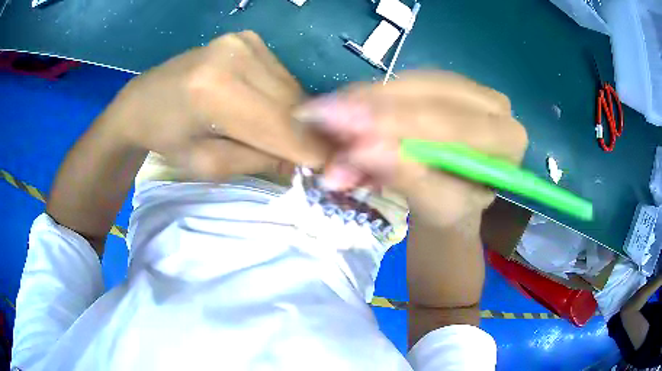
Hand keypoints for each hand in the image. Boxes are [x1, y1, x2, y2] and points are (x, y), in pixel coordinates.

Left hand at [106, 31, 326, 180]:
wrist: (143, 100)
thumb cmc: (167, 139)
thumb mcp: (210, 165)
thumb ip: (260, 159)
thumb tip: (303, 158)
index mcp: (215, 91)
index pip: (282, 126)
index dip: (311, 151)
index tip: (331, 171)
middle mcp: (236, 56)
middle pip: (293, 104)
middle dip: (306, 135)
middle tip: (309, 157)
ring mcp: (245, 42)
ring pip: (292, 89)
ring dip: (294, 117)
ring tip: (281, 134)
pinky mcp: (249, 39)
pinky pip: (282, 77)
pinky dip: (282, 99)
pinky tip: (266, 109)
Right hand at [295, 72, 527, 225]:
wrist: (452, 196)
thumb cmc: (451, 209)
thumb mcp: (434, 205)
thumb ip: (406, 177)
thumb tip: (361, 149)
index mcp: (507, 139)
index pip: (453, 124)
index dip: (398, 123)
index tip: (346, 127)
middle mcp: (493, 105)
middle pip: (429, 93)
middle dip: (373, 107)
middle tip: (322, 116)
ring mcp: (467, 88)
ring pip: (410, 83)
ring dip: (364, 102)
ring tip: (325, 119)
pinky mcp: (440, 83)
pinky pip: (401, 83)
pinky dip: (368, 99)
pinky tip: (343, 112)